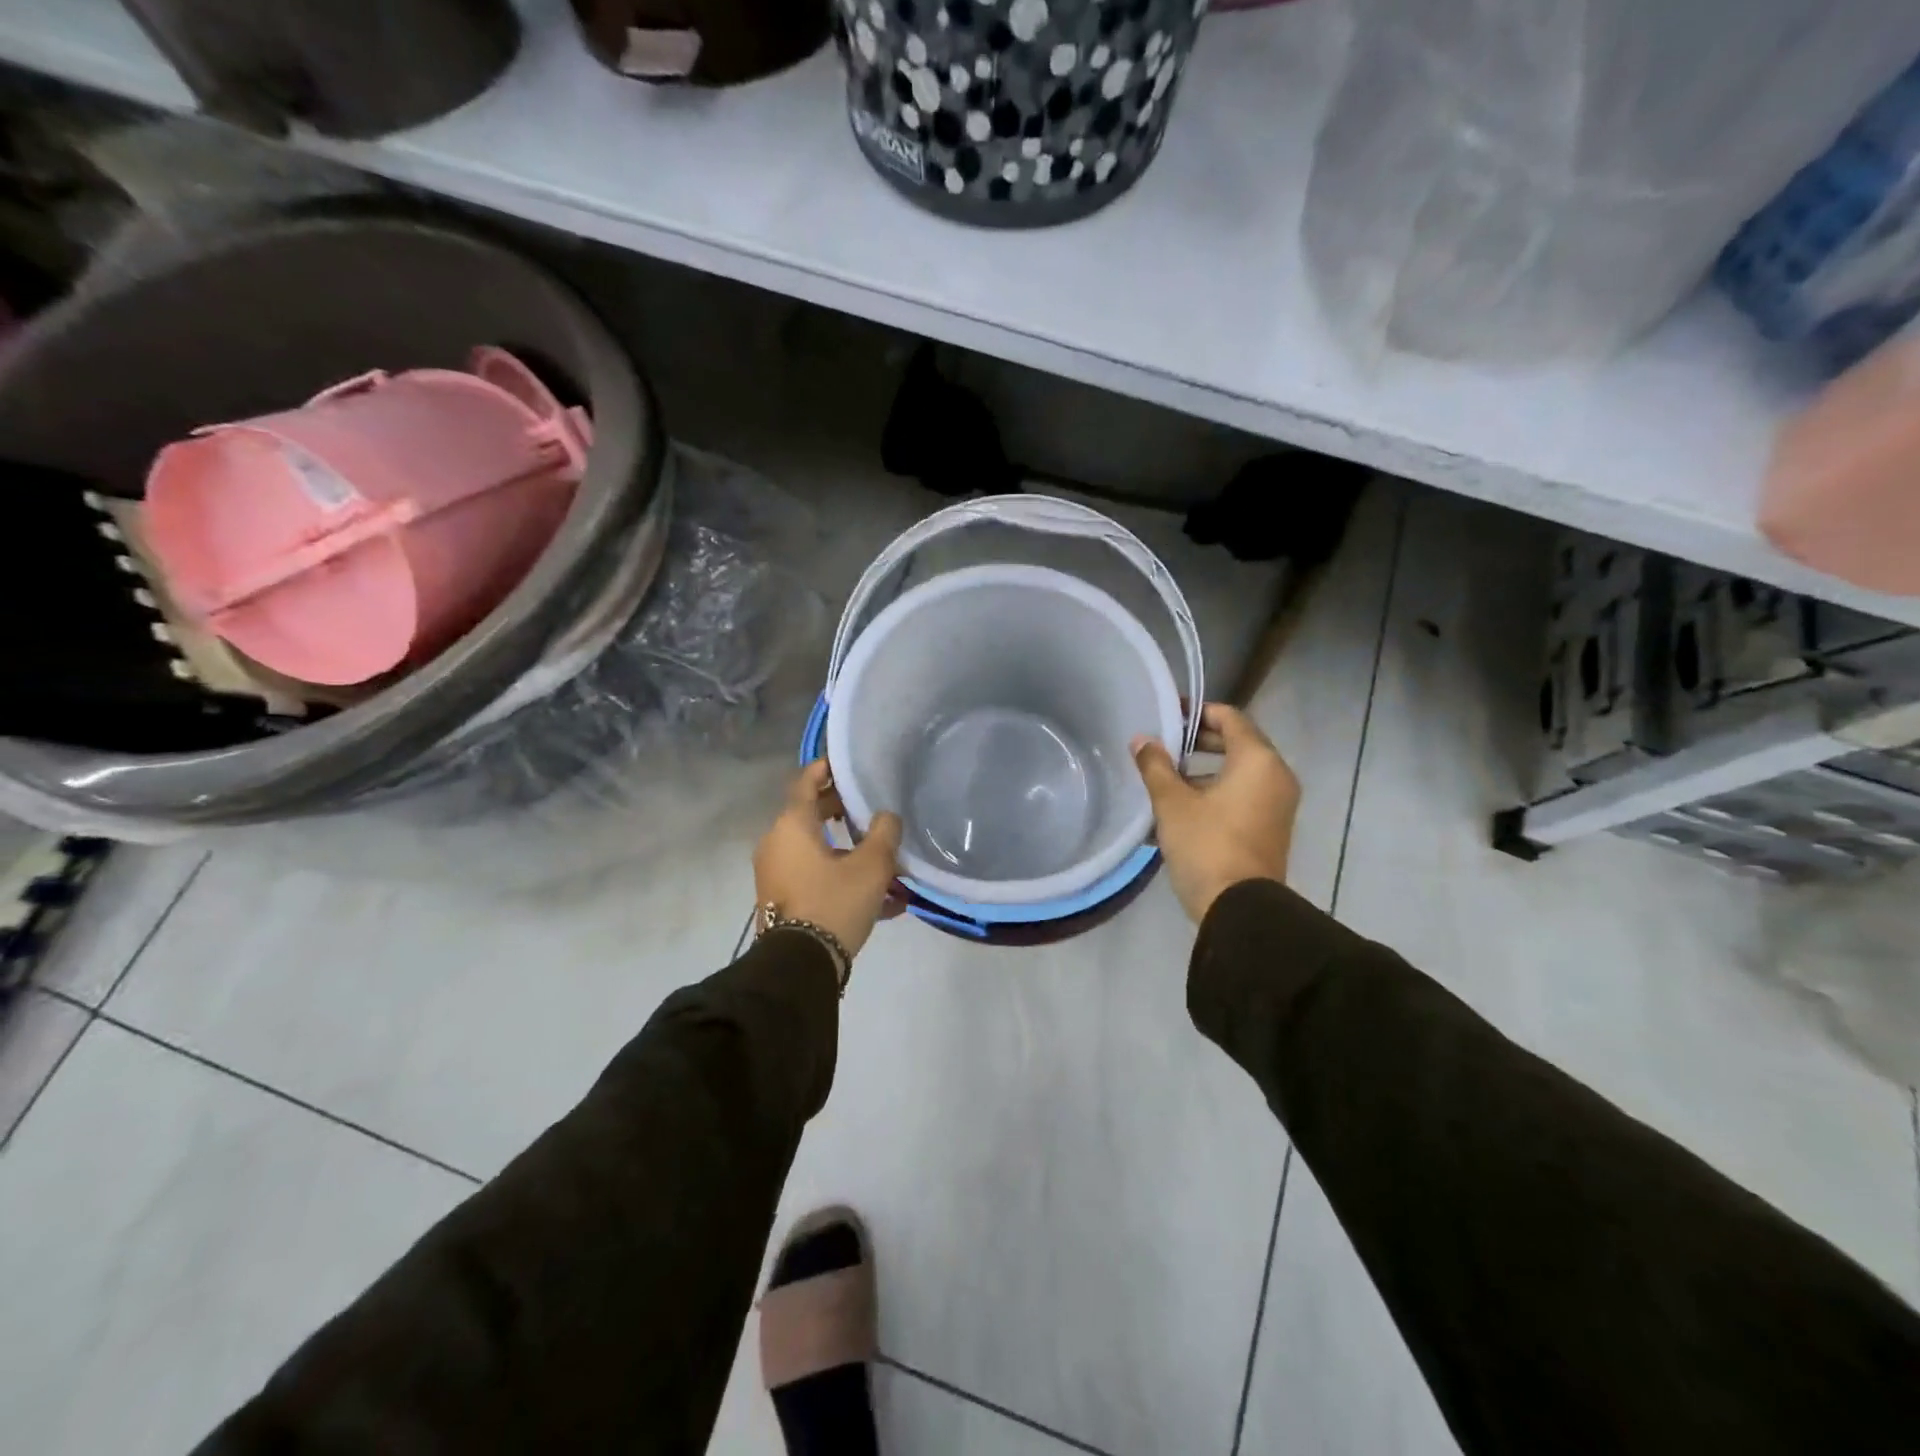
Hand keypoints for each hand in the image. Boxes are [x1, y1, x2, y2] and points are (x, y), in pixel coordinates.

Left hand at [753, 761, 903, 957]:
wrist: (800, 965)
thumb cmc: (834, 902)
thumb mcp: (871, 866)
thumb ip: (884, 833)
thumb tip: (886, 817)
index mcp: (792, 826)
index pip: (805, 782)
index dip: (825, 769)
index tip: (845, 762)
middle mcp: (778, 844)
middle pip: (812, 816)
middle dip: (844, 812)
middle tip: (872, 809)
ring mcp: (777, 874)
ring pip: (819, 851)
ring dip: (850, 852)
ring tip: (888, 863)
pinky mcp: (784, 901)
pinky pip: (817, 878)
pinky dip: (844, 879)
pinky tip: (885, 901)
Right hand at [1132, 702, 1299, 924]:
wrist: (1239, 909)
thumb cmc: (1206, 845)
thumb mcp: (1172, 803)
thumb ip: (1156, 766)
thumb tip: (1142, 740)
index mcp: (1258, 760)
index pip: (1229, 717)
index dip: (1196, 712)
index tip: (1166, 715)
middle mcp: (1275, 776)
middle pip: (1235, 743)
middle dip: (1196, 742)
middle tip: (1161, 745)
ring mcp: (1276, 805)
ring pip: (1237, 773)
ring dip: (1201, 771)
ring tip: (1162, 778)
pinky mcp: (1269, 828)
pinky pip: (1241, 796)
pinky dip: (1214, 792)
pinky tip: (1177, 808)